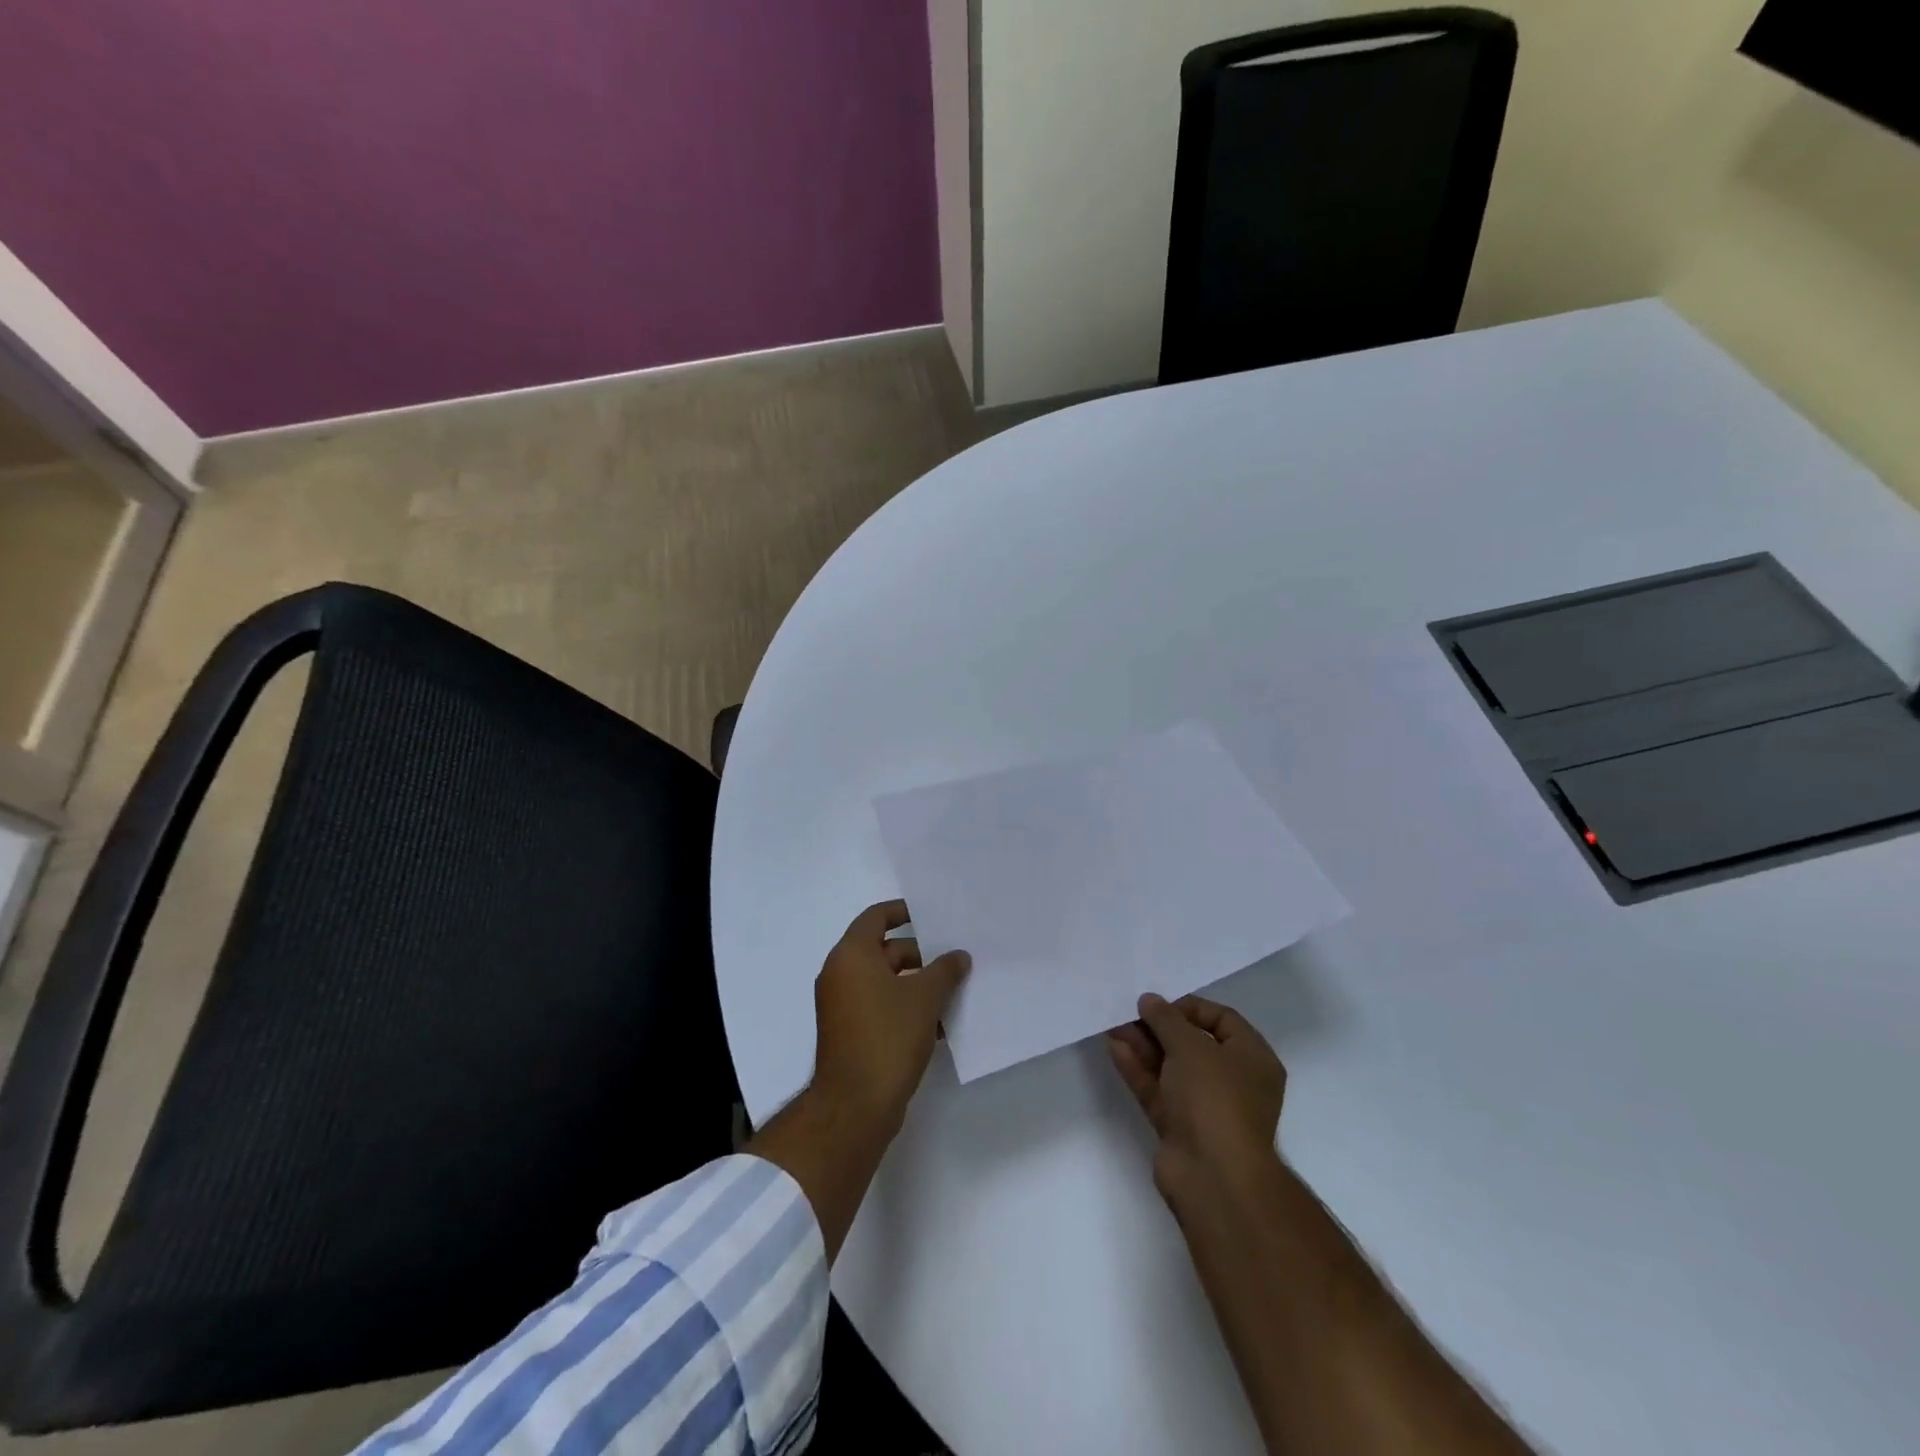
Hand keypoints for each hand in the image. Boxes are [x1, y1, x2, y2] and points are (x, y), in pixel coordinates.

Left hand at [811, 900, 970, 1136]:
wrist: (854, 1106)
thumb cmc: (887, 1037)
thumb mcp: (924, 998)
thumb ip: (945, 970)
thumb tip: (958, 956)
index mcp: (851, 955)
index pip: (876, 917)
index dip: (903, 911)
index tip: (931, 914)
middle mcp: (841, 974)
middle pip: (883, 950)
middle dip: (920, 955)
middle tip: (954, 960)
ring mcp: (842, 1006)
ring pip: (885, 982)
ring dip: (916, 984)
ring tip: (953, 992)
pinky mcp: (850, 1032)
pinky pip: (880, 1006)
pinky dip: (905, 1008)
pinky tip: (939, 1024)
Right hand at [1107, 993, 1286, 1204]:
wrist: (1214, 1177)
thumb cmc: (1215, 1098)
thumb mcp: (1190, 1046)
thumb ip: (1166, 1019)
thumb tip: (1150, 1001)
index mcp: (1253, 1059)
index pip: (1223, 1020)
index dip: (1190, 1007)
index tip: (1160, 1004)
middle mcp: (1233, 1081)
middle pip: (1193, 1044)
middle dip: (1159, 1027)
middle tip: (1130, 1012)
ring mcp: (1205, 1107)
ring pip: (1171, 1067)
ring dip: (1144, 1046)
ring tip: (1114, 1025)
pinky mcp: (1180, 1127)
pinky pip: (1158, 1089)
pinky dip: (1138, 1069)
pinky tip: (1115, 1048)